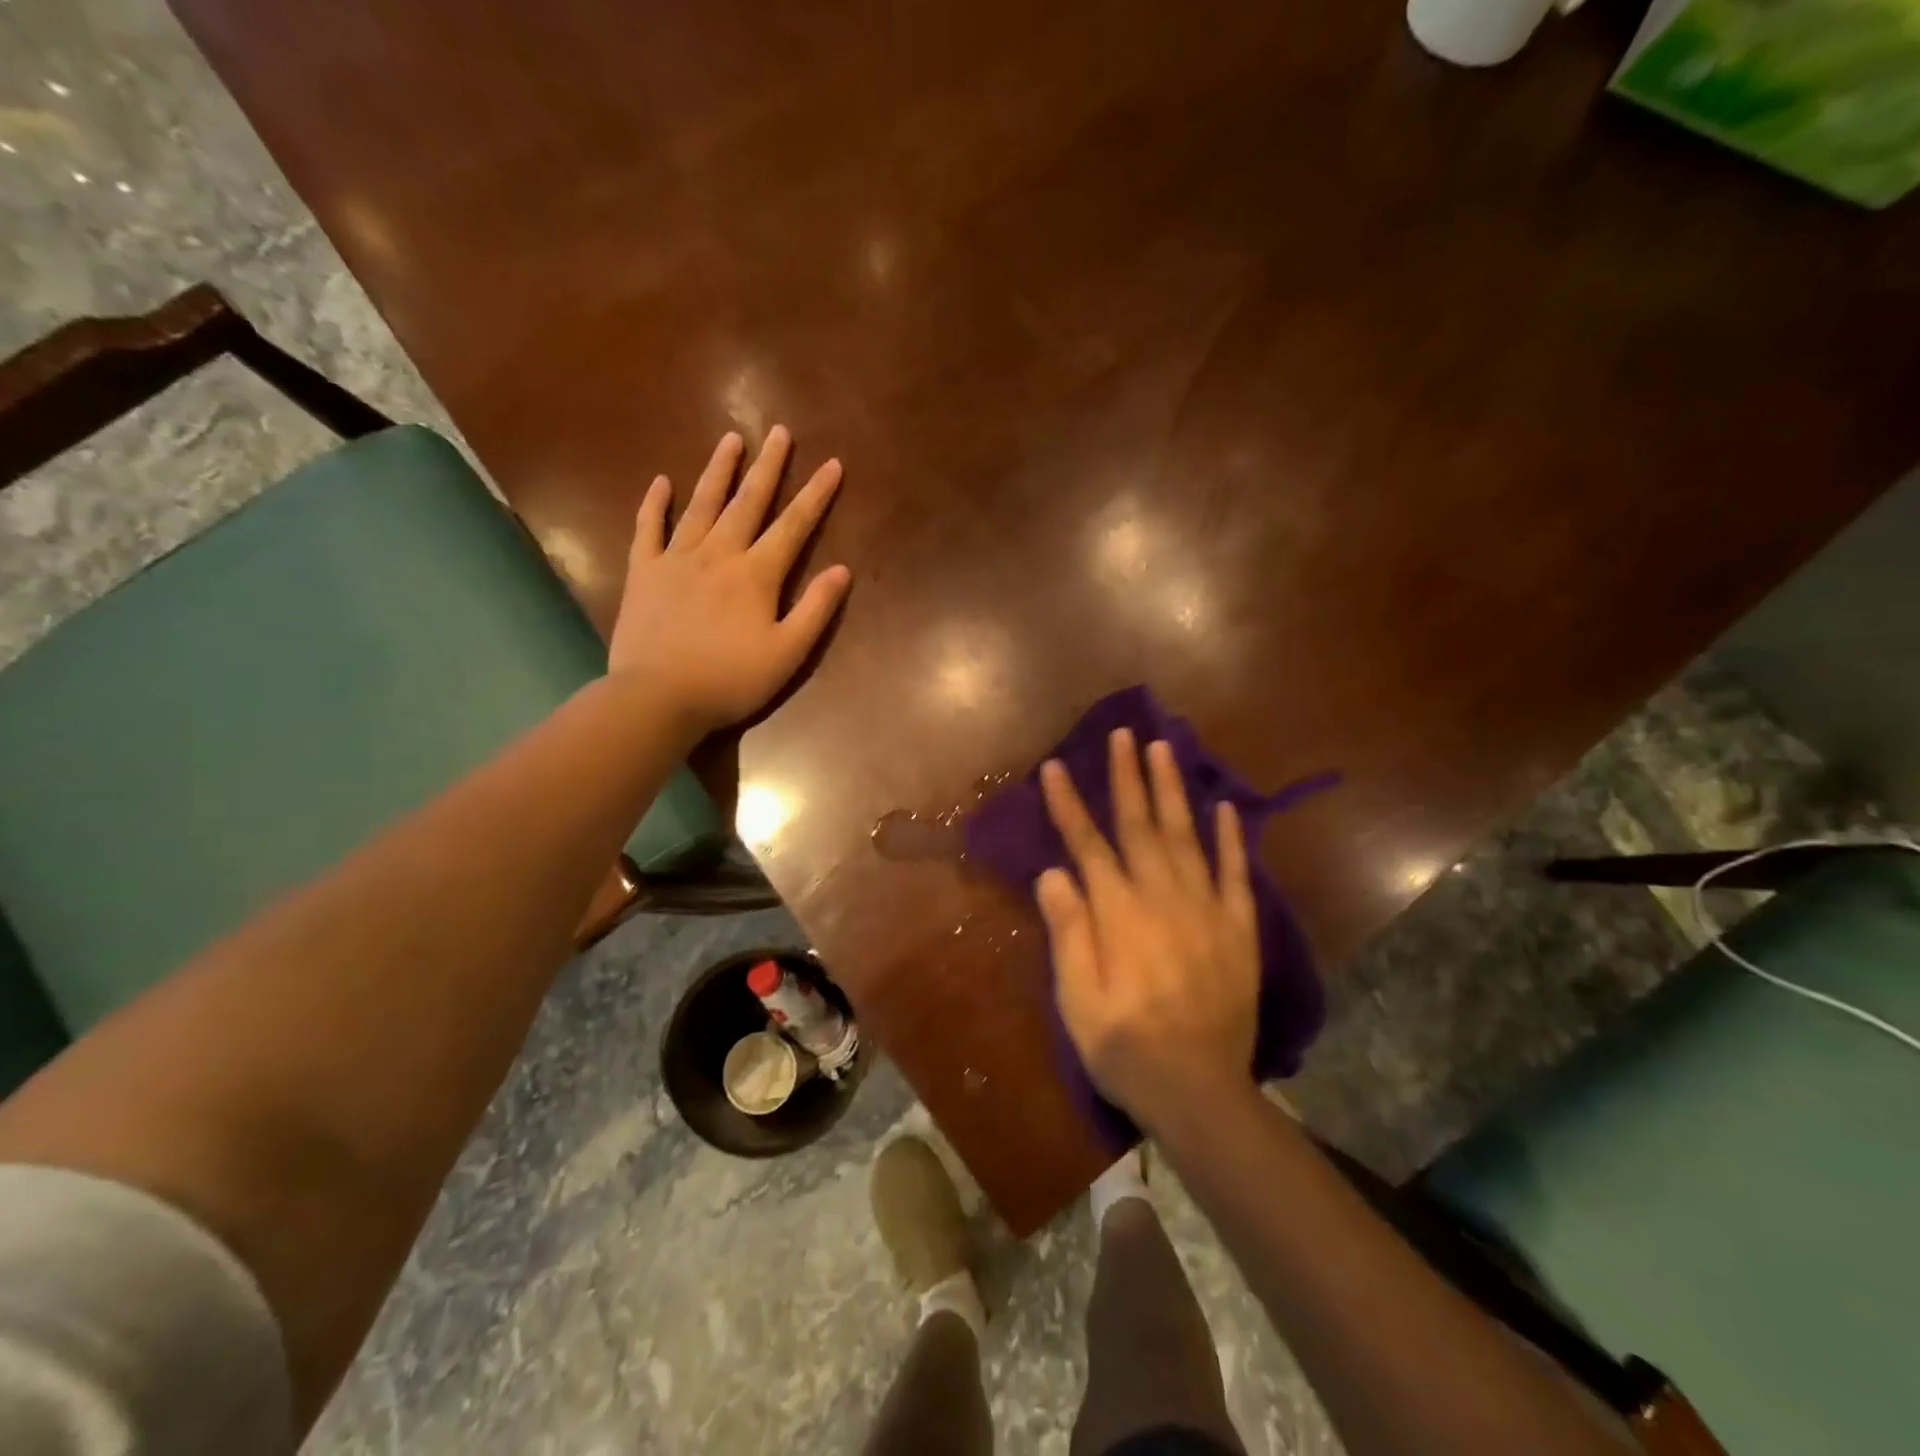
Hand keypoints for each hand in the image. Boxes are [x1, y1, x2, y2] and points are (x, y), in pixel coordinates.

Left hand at [608, 427, 850, 736]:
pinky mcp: (643, 573)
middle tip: (780, 431)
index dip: (816, 495)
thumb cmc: (731, 680)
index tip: (832, 464)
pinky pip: (648, 529)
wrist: (657, 697)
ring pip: (701, 505)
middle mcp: (718, 554)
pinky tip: (661, 482)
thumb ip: (816, 609)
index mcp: (756, 574)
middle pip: (748, 502)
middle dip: (768, 467)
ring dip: (718, 471)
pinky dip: (655, 504)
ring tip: (731, 440)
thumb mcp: (788, 653)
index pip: (793, 526)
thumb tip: (842, 570)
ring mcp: (676, 559)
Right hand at [1035, 728, 1260, 1129]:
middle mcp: (1162, 897)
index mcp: (1118, 913)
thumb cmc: (1124, 1046)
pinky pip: (1235, 873)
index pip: (1087, 844)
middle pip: (1140, 825)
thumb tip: (1053, 872)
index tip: (1057, 766)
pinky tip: (1225, 808)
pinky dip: (1230, 838)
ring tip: (1163, 749)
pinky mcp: (1238, 928)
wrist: (1199, 1090)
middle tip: (1123, 733)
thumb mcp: (1076, 999)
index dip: (1070, 803)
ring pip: (1185, 836)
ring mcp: (1206, 909)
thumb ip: (1068, 931)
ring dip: (1172, 790)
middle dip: (1127, 776)